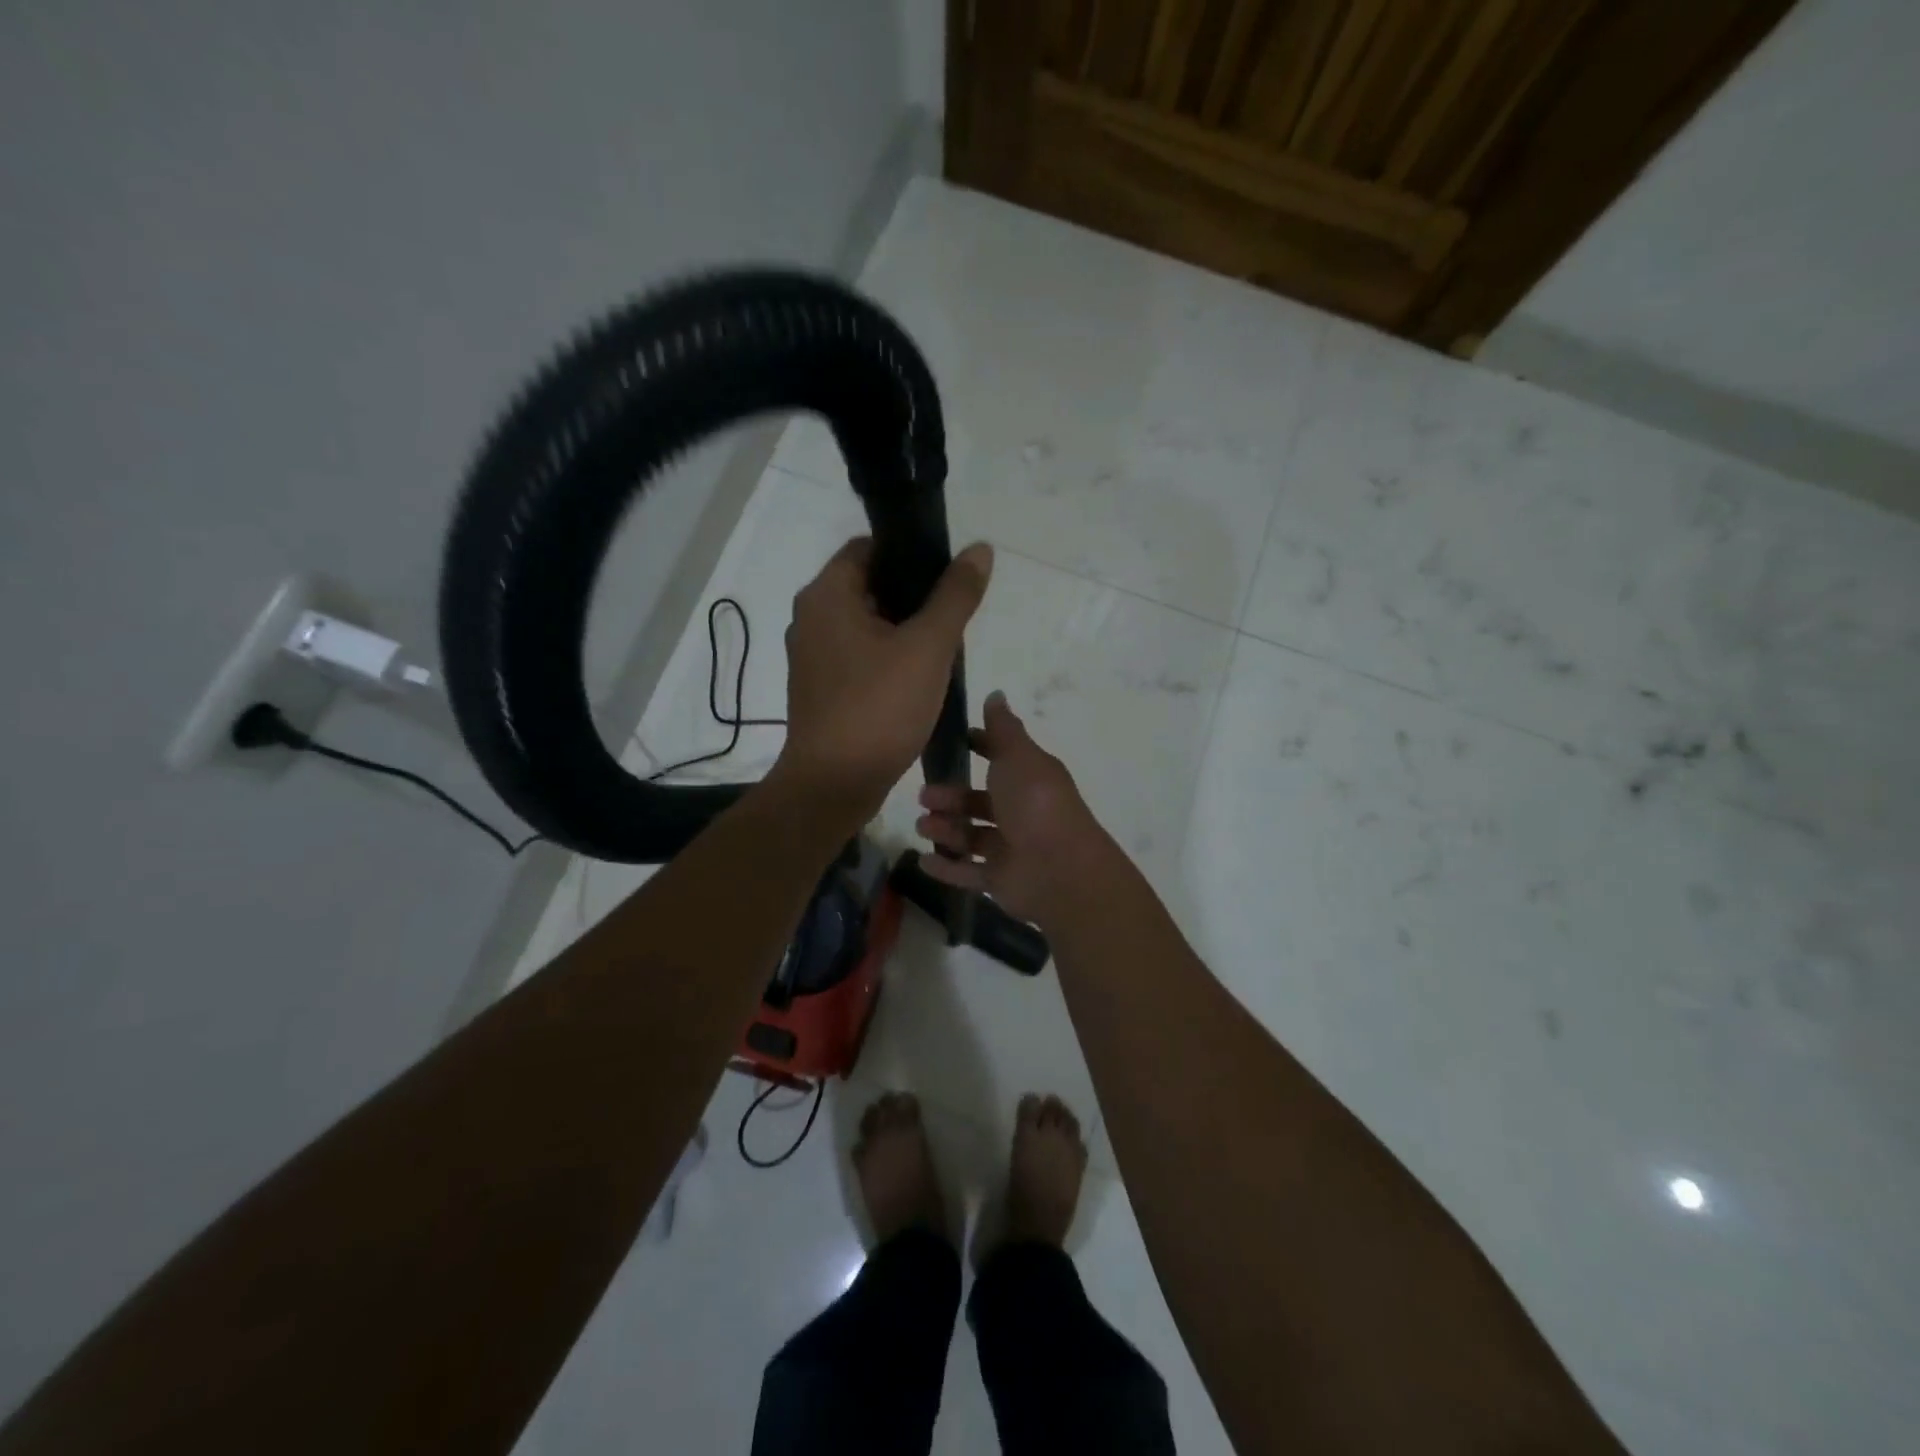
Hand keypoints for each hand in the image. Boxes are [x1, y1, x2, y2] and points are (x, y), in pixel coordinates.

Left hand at [775, 536, 993, 814]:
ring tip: (942, 647)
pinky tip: (918, 678)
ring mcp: (813, 656)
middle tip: (952, 614)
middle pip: (868, 584)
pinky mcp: (821, 688)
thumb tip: (980, 549)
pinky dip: (887, 657)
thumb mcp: (928, 647)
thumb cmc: (879, 708)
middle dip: (912, 595)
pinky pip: (859, 655)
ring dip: (902, 629)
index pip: (868, 547)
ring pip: (866, 624)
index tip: (947, 575)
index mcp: (826, 595)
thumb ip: (955, 596)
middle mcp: (811, 618)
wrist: (834, 785)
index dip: (910, 553)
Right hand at [914, 691, 1106, 922]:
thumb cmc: (1036, 804)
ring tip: (923, 827)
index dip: (980, 747)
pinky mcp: (1001, 880)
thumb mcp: (1018, 756)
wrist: (1060, 869)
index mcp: (1029, 778)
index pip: (1002, 758)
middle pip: (979, 802)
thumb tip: (996, 694)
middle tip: (923, 796)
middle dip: (951, 797)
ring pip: (971, 837)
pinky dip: (946, 869)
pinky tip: (922, 862)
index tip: (953, 741)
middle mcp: (1021, 812)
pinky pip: (968, 874)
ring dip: (945, 830)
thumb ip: (1003, 728)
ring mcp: (1011, 849)